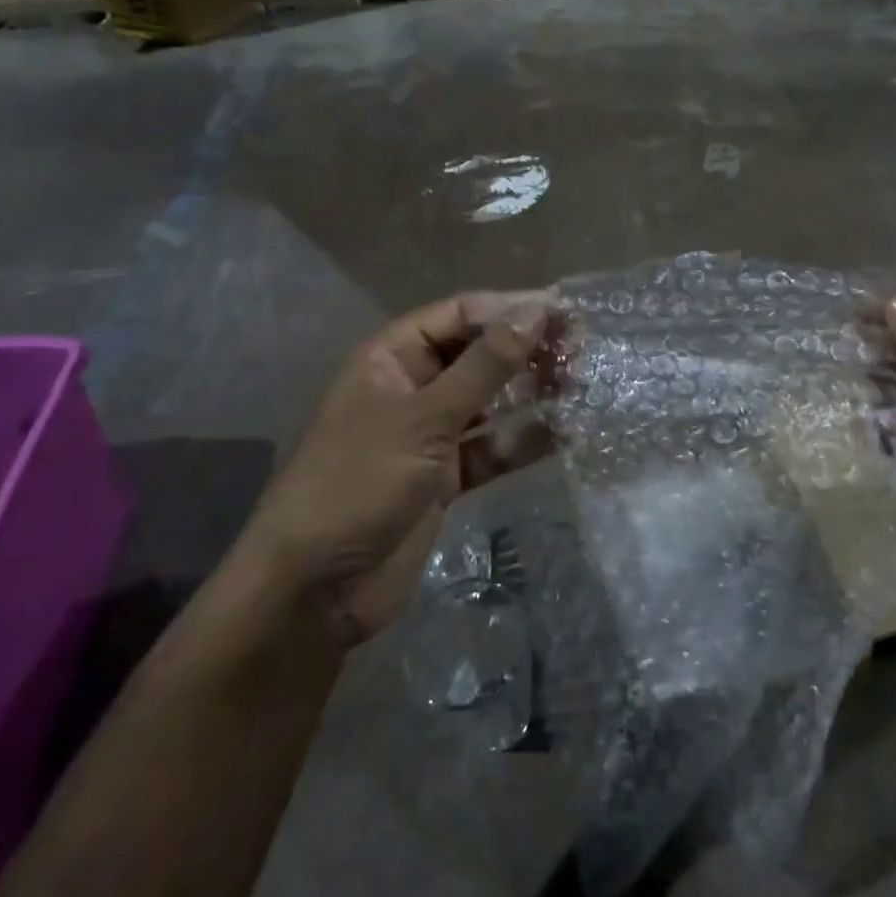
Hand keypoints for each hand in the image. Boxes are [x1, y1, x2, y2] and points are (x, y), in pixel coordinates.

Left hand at [247, 292, 552, 647]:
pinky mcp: (445, 477)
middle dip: (525, 349)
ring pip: (490, 400)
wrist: (316, 588)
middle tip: (580, 351)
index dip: (510, 308)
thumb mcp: (424, 417)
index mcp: (393, 358)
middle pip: (478, 354)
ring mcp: (430, 434)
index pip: (460, 314)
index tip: (562, 312)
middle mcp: (413, 387)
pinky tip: (563, 433)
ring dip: (530, 392)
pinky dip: (522, 440)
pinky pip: (492, 447)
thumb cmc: (360, 481)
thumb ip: (484, 366)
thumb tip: (535, 312)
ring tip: (579, 385)